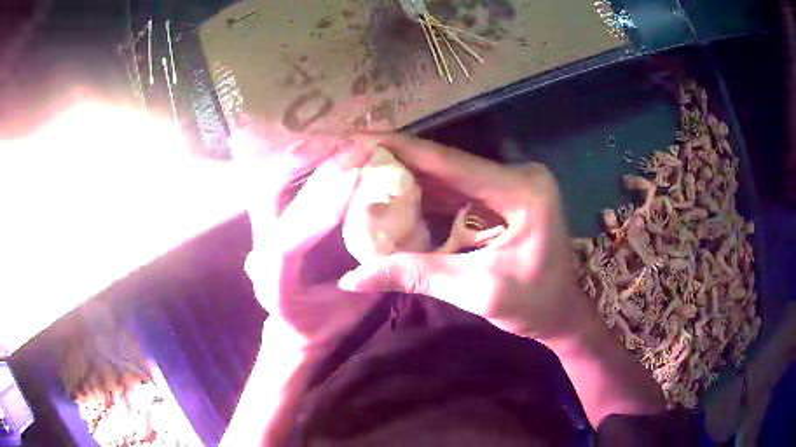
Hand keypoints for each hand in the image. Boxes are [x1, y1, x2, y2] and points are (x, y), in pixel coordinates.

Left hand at [231, 125, 376, 352]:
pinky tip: (326, 149)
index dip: (318, 207)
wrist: (292, 329)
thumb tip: (386, 236)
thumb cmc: (322, 325)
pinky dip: (300, 162)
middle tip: (346, 146)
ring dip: (301, 157)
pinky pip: (277, 184)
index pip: (287, 241)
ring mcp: (258, 235)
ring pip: (268, 183)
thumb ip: (366, 279)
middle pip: (266, 198)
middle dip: (305, 165)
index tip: (353, 176)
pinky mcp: (266, 223)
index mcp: (275, 286)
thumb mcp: (351, 312)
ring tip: (338, 140)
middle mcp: (258, 254)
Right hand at [337, 133, 591, 341]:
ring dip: (407, 177)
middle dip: (396, 161)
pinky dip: (424, 196)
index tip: (356, 139)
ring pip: (447, 176)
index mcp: (521, 190)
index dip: (400, 149)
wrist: (560, 314)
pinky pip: (456, 192)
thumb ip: (417, 276)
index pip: (450, 161)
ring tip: (362, 173)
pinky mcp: (501, 199)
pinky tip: (392, 195)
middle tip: (350, 157)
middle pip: (446, 164)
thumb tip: (353, 279)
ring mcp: (509, 186)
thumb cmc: (533, 305)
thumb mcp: (477, 291)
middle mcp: (516, 176)